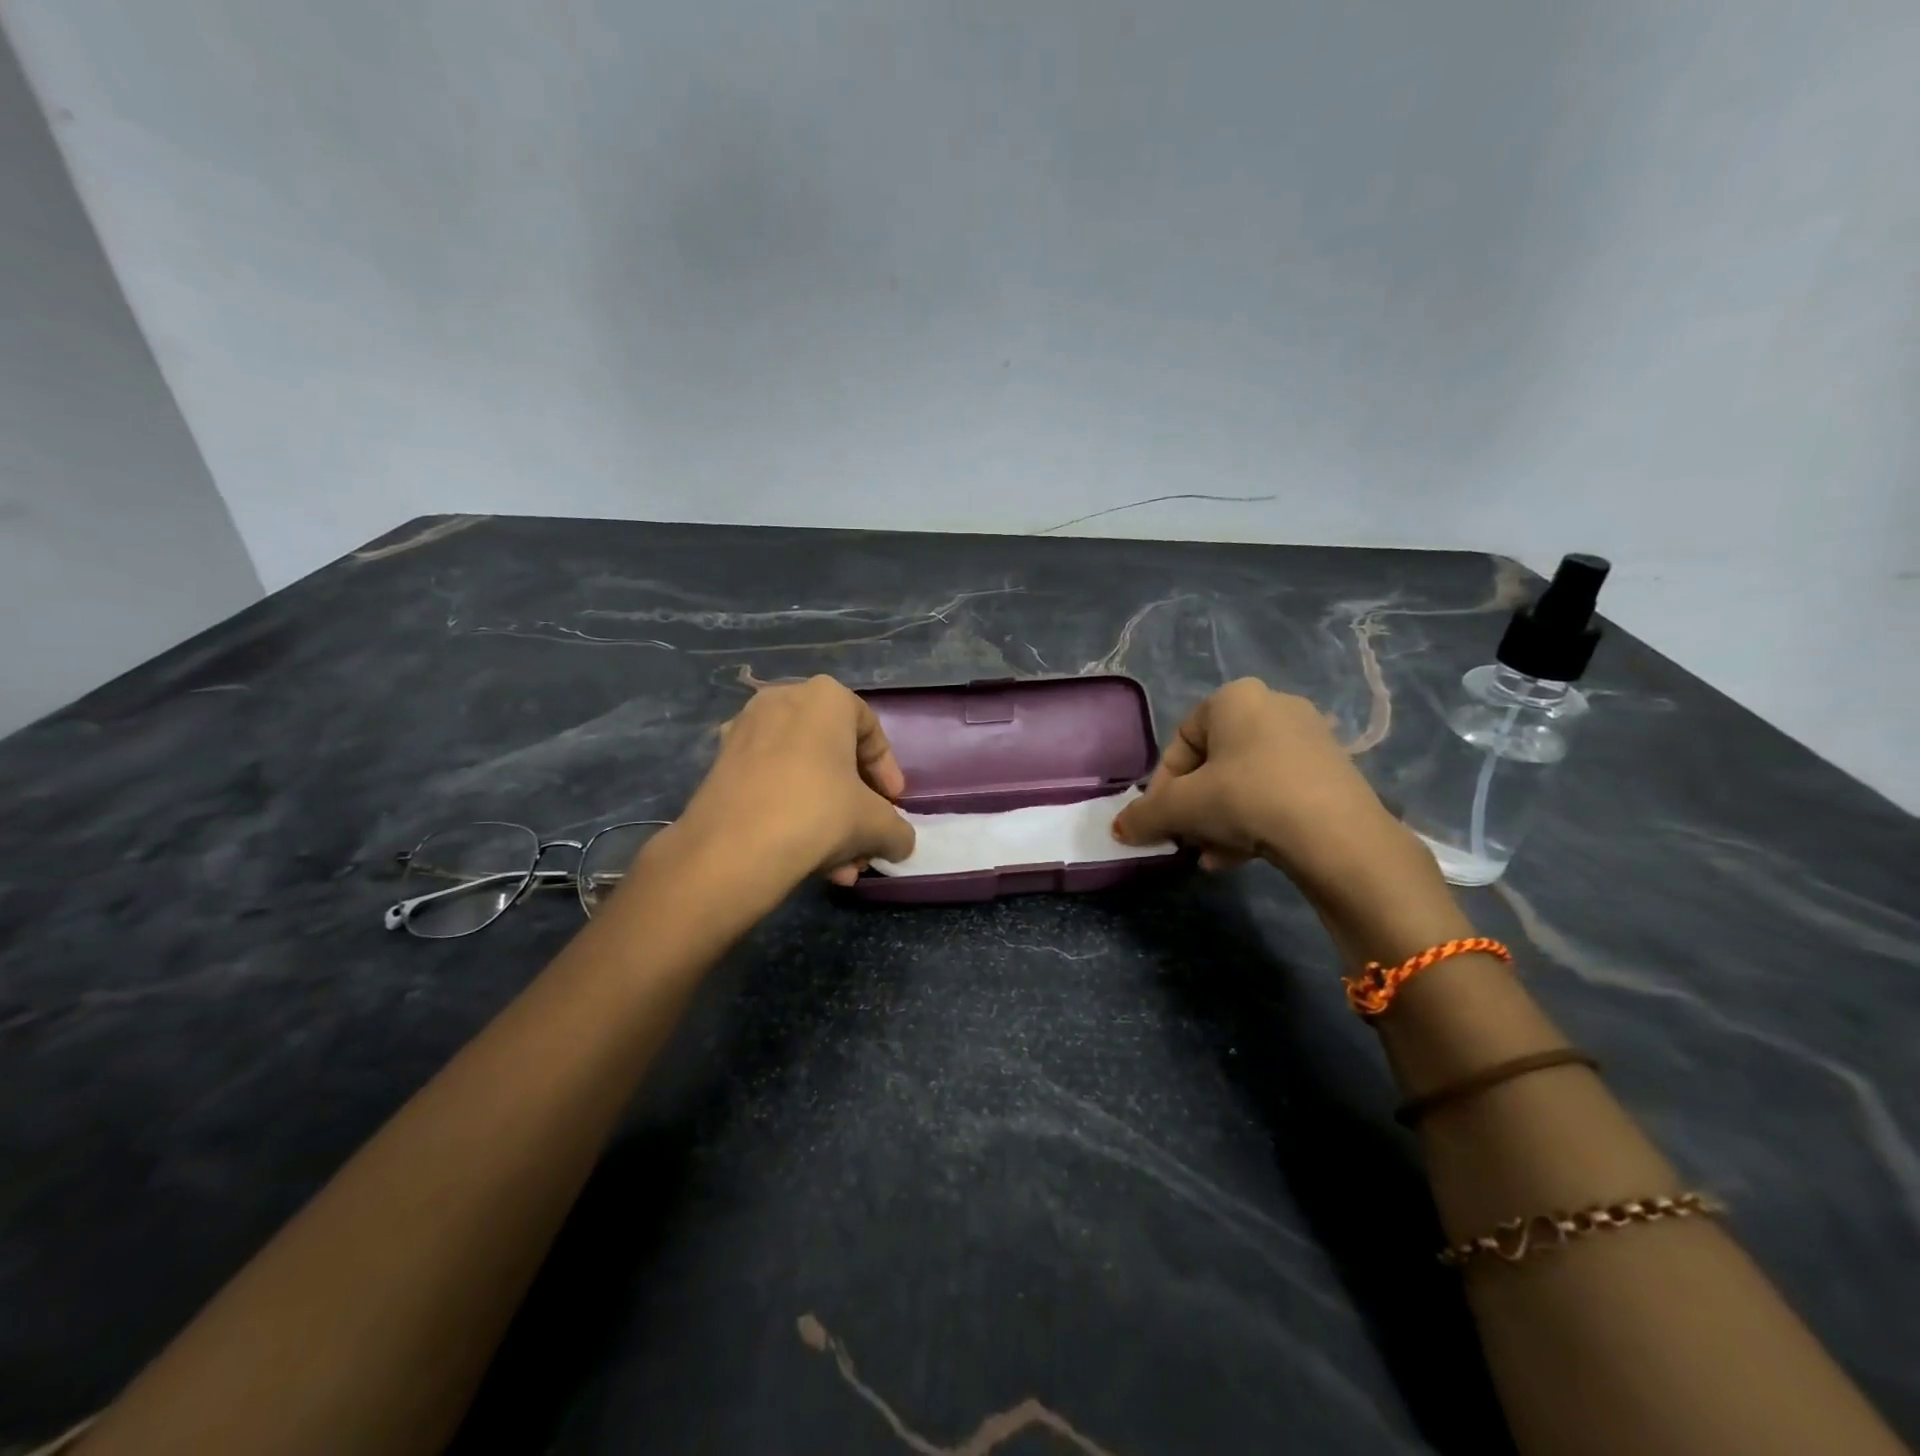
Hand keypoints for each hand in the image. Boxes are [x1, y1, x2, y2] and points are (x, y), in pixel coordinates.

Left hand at [667, 676, 915, 891]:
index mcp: (825, 697)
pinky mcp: (719, 765)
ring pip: (802, 774)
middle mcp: (781, 700)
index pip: (870, 730)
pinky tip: (808, 861)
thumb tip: (900, 843)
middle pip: (834, 754)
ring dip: (827, 818)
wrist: (732, 849)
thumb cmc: (818, 813)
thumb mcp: (876, 824)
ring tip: (841, 865)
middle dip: (855, 802)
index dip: (887, 771)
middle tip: (866, 835)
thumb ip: (897, 830)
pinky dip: (793, 815)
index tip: (894, 804)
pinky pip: (771, 785)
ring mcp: (744, 731)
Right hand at [1112, 679, 1467, 960]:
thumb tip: (1118, 829)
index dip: (1162, 785)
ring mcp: (1309, 739)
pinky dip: (1254, 821)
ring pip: (1244, 782)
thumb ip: (1144, 815)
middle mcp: (1273, 706)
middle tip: (1186, 838)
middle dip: (1193, 807)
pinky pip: (1277, 793)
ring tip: (1211, 856)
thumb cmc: (1246, 798)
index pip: (1179, 741)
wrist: (1336, 834)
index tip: (1161, 820)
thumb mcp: (1181, 807)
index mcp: (1234, 698)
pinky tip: (1240, 857)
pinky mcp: (1333, 772)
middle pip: (1212, 764)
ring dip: (1219, 820)